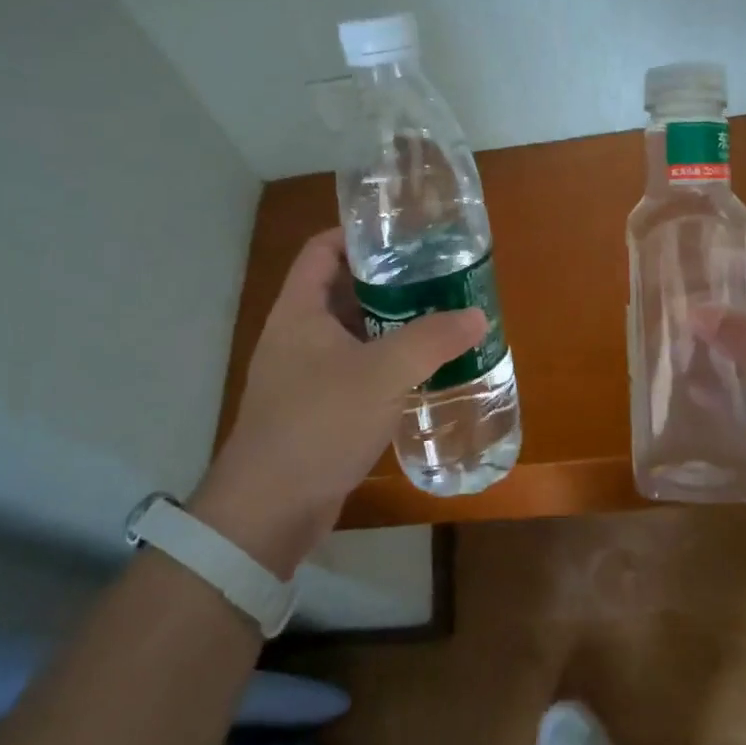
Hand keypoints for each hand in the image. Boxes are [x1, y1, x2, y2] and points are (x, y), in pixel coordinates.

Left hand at [190, 229, 486, 577]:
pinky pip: (353, 370)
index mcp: (299, 310)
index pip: (322, 249)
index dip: (357, 234)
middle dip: (387, 281)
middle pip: (341, 289)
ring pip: (351, 333)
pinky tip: (420, 371)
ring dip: (390, 325)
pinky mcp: (314, 409)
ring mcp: (302, 374)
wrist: (269, 510)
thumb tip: (476, 316)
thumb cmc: (319, 423)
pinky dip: (384, 363)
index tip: (402, 234)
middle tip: (435, 276)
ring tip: (438, 318)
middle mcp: (296, 335)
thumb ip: (432, 339)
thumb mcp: (383, 373)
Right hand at [694, 257, 745, 555]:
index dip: (743, 266)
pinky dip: (718, 401)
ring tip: (663, 352)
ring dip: (711, 358)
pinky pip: (743, 407)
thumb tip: (697, 310)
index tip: (695, 266)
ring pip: (745, 365)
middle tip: (665, 311)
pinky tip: (684, 401)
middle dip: (717, 313)